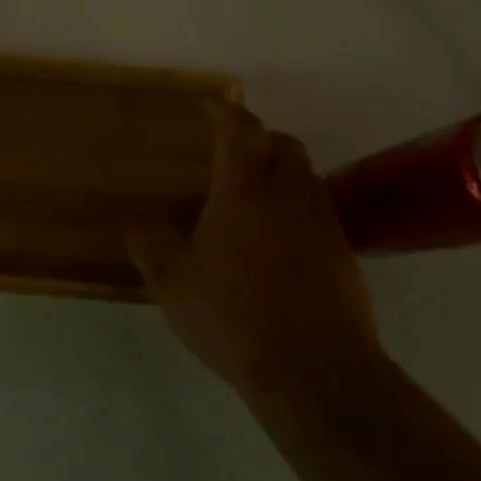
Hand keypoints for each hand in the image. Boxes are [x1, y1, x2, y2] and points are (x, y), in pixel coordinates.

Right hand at [128, 102, 383, 404]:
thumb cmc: (234, 317)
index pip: (239, 133)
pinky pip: (322, 213)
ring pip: (308, 177)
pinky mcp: (345, 258)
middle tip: (236, 149)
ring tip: (259, 192)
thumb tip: (135, 223)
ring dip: (285, 170)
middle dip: (261, 136)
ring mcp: (323, 226)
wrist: (316, 373)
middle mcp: (288, 198)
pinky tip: (282, 240)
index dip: (225, 113)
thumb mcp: (173, 284)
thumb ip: (150, 246)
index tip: (211, 106)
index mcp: (243, 193)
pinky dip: (301, 207)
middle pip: (285, 145)